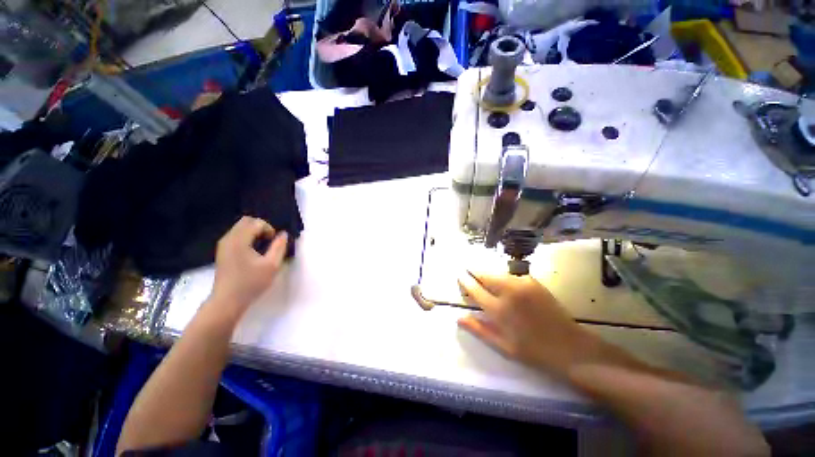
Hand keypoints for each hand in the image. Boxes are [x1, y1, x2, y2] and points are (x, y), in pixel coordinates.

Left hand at [209, 217, 288, 320]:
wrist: (227, 301)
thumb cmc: (251, 283)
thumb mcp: (272, 265)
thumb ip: (279, 247)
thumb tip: (283, 234)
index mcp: (239, 241)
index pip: (256, 223)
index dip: (269, 229)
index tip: (275, 242)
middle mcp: (228, 239)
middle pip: (246, 221)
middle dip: (261, 227)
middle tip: (270, 241)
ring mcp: (223, 245)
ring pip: (240, 227)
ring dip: (254, 232)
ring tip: (263, 247)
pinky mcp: (222, 251)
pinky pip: (236, 235)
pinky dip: (247, 237)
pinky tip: (253, 252)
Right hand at [458, 272, 603, 376]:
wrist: (570, 347)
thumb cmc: (532, 351)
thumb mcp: (502, 346)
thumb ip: (479, 329)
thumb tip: (459, 317)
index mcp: (498, 310)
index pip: (474, 289)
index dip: (465, 281)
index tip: (459, 275)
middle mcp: (508, 292)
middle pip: (484, 275)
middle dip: (474, 272)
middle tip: (469, 271)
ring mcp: (522, 284)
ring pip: (497, 273)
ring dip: (489, 274)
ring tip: (484, 278)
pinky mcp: (533, 282)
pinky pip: (512, 275)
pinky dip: (504, 277)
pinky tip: (505, 284)